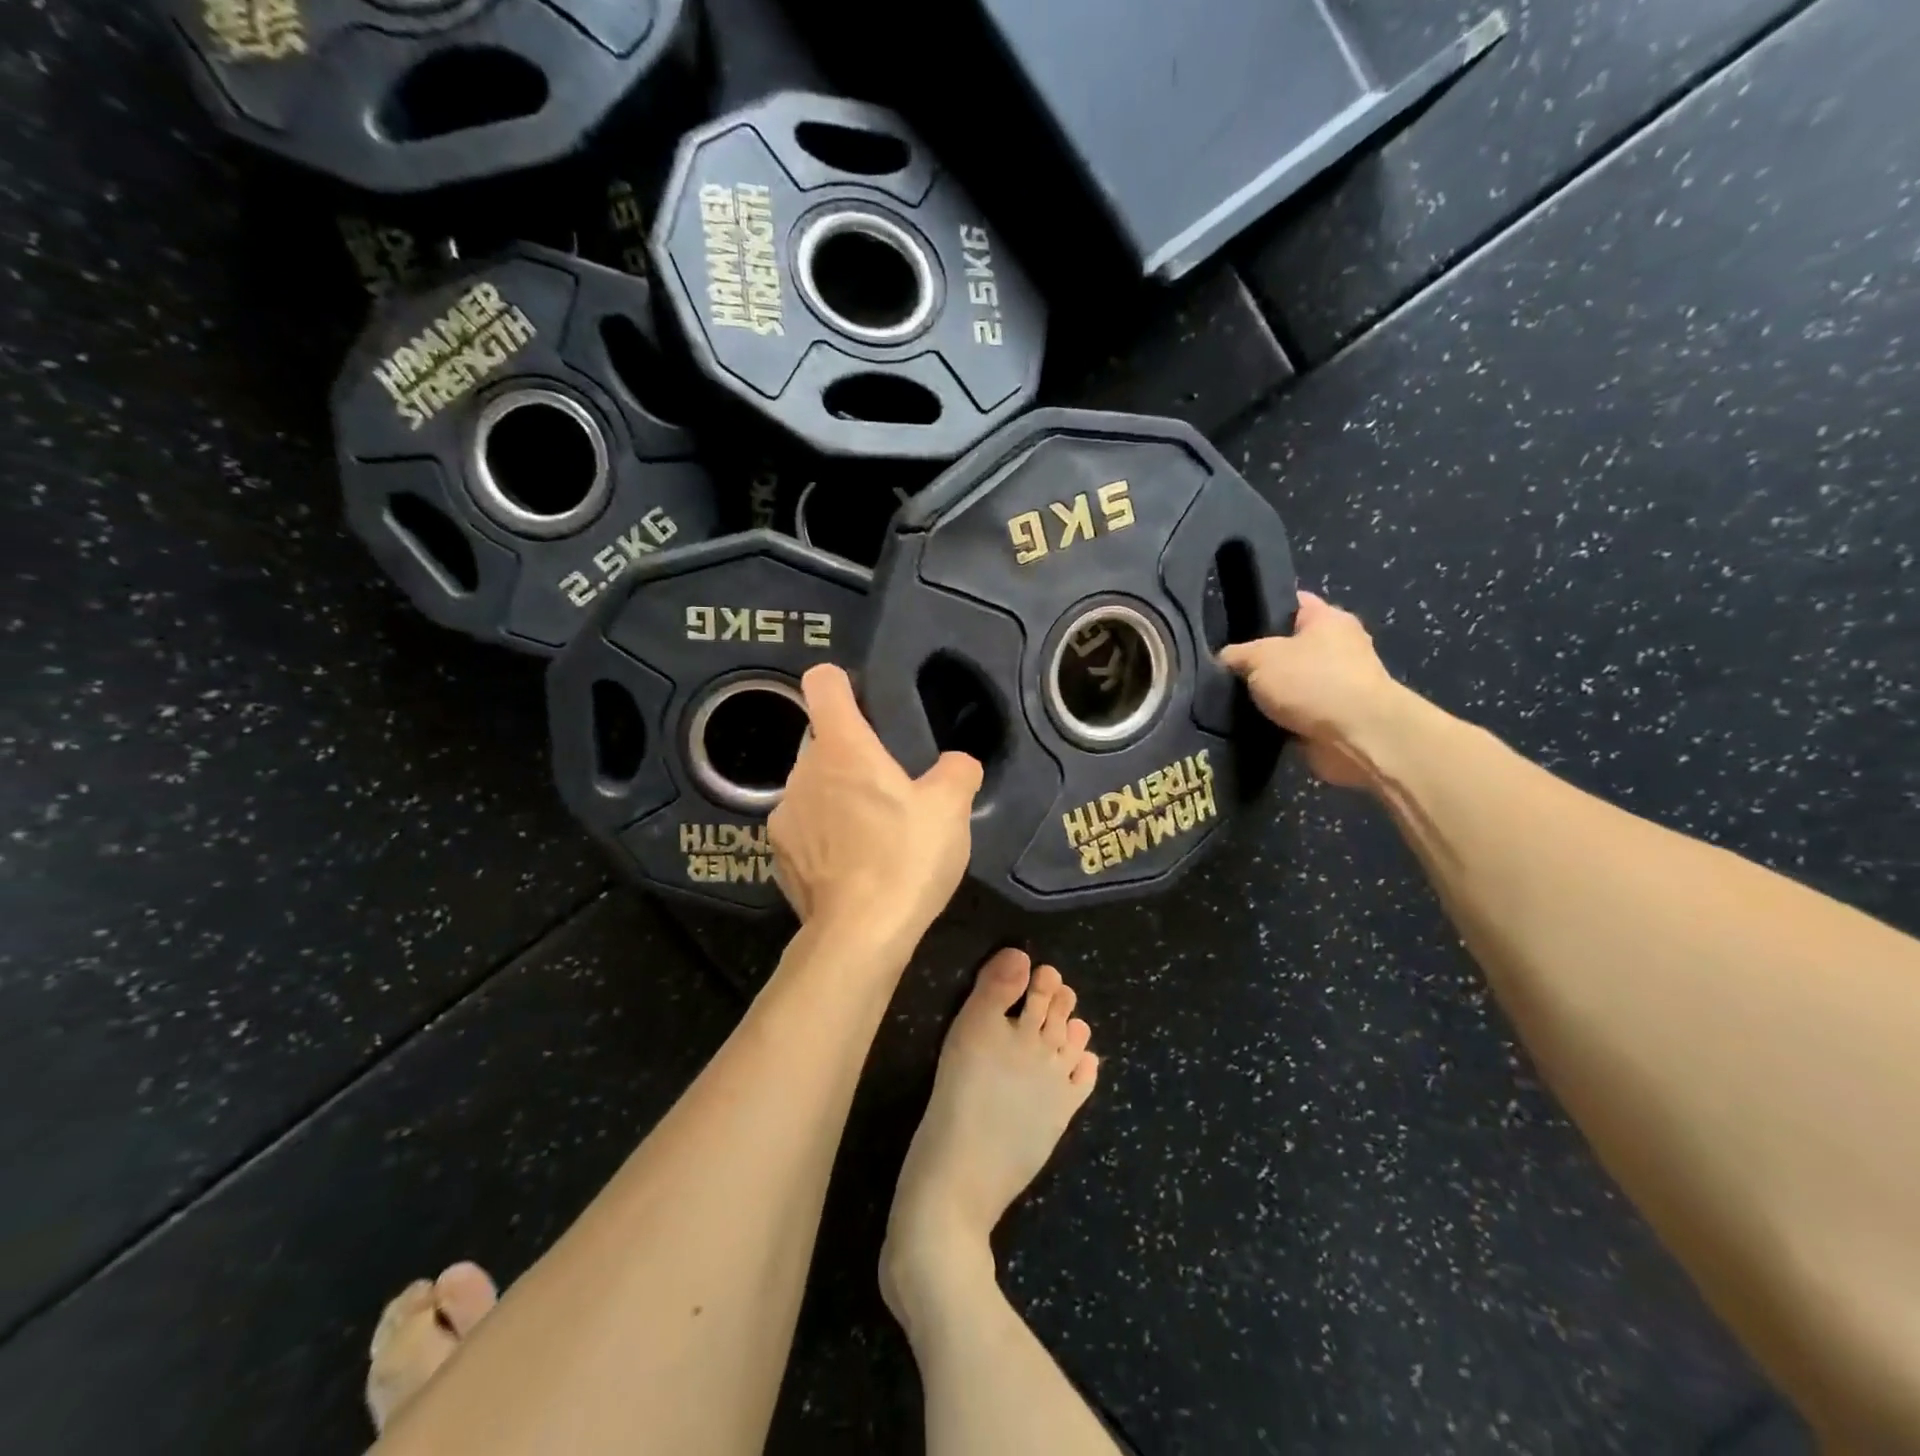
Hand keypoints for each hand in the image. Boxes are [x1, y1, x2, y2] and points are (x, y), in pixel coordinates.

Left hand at [769, 664, 981, 950]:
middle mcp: (802, 772)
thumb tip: (956, 763)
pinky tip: (852, 864)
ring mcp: (783, 815)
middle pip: (822, 740)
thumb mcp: (951, 808)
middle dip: (851, 754)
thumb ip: (957, 770)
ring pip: (812, 786)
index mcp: (842, 747)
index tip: (863, 701)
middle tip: (889, 786)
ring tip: (872, 831)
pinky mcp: (778, 854)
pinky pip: (804, 827)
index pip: (823, 684)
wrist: (859, 935)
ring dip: (836, 795)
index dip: (842, 682)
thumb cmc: (905, 857)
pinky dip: (823, 834)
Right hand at [1218, 592, 1412, 788]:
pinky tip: (1250, 723)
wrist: (1357, 737)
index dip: (1261, 609)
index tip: (1230, 624)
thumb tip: (1225, 659)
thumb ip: (1236, 654)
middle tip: (1225, 668)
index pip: (1291, 602)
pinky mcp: (1335, 718)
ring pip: (1291, 683)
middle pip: (1289, 646)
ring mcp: (1340, 684)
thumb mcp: (1259, 658)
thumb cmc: (1311, 682)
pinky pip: (1296, 713)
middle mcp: (1339, 646)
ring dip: (1268, 694)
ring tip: (1230, 699)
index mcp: (1328, 618)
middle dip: (1259, 659)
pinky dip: (1278, 720)